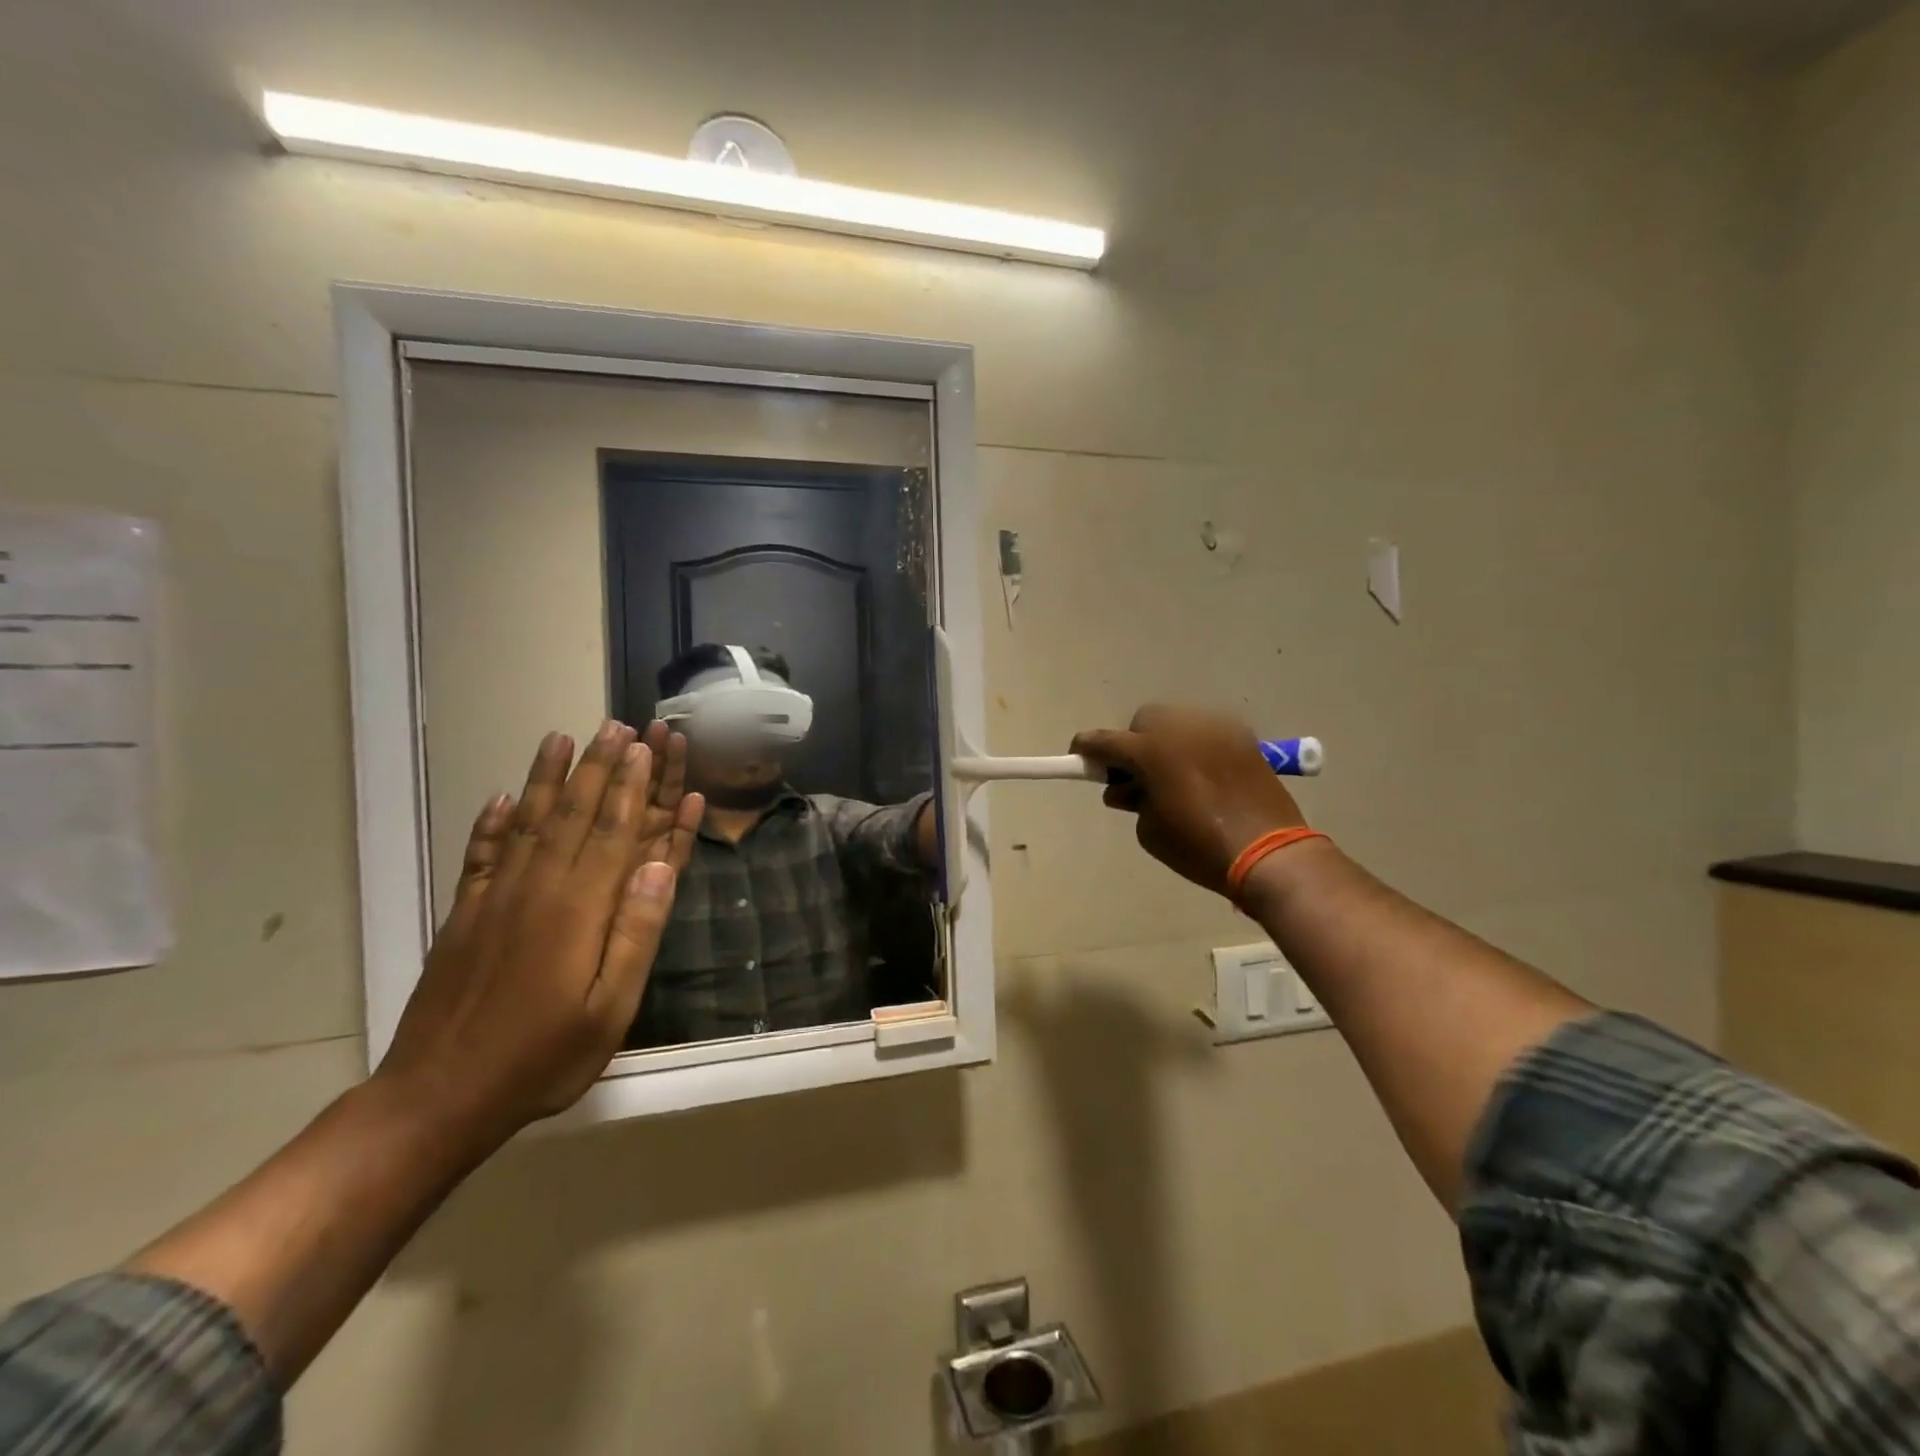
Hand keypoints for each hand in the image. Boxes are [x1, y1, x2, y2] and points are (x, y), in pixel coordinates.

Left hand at [376, 722, 697, 1143]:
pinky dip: (493, 822)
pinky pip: (482, 854)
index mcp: (580, 910)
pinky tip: (502, 797)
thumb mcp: (609, 1009)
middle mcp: (538, 889)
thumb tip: (657, 866)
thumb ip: (636, 933)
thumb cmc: (541, 1059)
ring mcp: (495, 898)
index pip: (614, 832)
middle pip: (575, 814)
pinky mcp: (465, 915)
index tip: (645, 746)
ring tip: (561, 738)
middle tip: (615, 725)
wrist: (436, 1099)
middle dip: (599, 767)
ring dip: (549, 778)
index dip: (632, 787)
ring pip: (530, 823)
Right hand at [1072, 705, 1308, 896]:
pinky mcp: (1242, 738)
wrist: (1269, 853)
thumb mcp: (1150, 831)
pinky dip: (1195, 748)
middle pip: (1143, 721)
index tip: (1079, 756)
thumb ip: (1131, 800)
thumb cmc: (1199, 846)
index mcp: (1152, 752)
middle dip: (1133, 744)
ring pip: (1177, 723)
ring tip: (1173, 777)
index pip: (1106, 741)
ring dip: (1165, 743)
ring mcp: (1216, 730)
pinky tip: (1202, 776)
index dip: (1087, 748)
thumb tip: (1126, 788)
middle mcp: (1182, 729)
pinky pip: (1206, 733)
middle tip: (1136, 776)